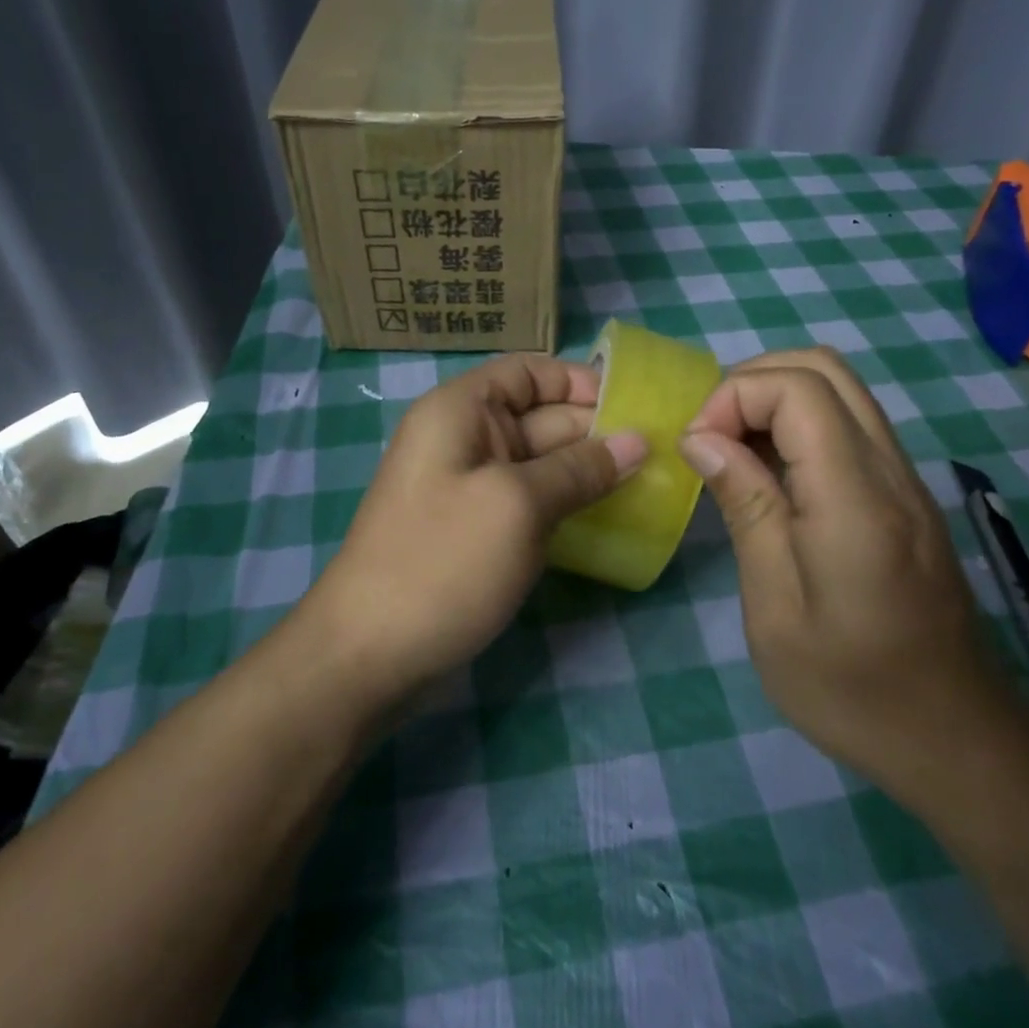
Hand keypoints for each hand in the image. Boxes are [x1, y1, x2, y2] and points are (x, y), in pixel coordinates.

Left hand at [305, 353, 645, 701]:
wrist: (368, 654)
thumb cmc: (443, 562)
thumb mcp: (518, 505)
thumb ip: (580, 469)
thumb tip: (637, 442)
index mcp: (461, 411)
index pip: (528, 372)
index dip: (580, 382)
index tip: (634, 407)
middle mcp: (464, 439)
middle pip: (541, 417)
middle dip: (596, 431)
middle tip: (660, 454)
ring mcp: (469, 488)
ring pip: (540, 463)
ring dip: (588, 472)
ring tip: (648, 485)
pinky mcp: (477, 530)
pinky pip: (530, 500)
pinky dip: (567, 504)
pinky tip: (609, 518)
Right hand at [679, 348, 1014, 804]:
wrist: (955, 739)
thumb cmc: (850, 688)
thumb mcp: (774, 608)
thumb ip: (745, 507)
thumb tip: (701, 437)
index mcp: (855, 498)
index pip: (798, 387)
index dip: (734, 396)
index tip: (697, 447)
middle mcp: (890, 470)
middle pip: (825, 367)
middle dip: (752, 382)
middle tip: (711, 436)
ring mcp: (906, 480)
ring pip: (842, 390)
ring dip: (776, 399)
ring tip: (733, 452)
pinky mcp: (907, 496)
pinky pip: (851, 426)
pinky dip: (800, 424)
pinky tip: (772, 477)